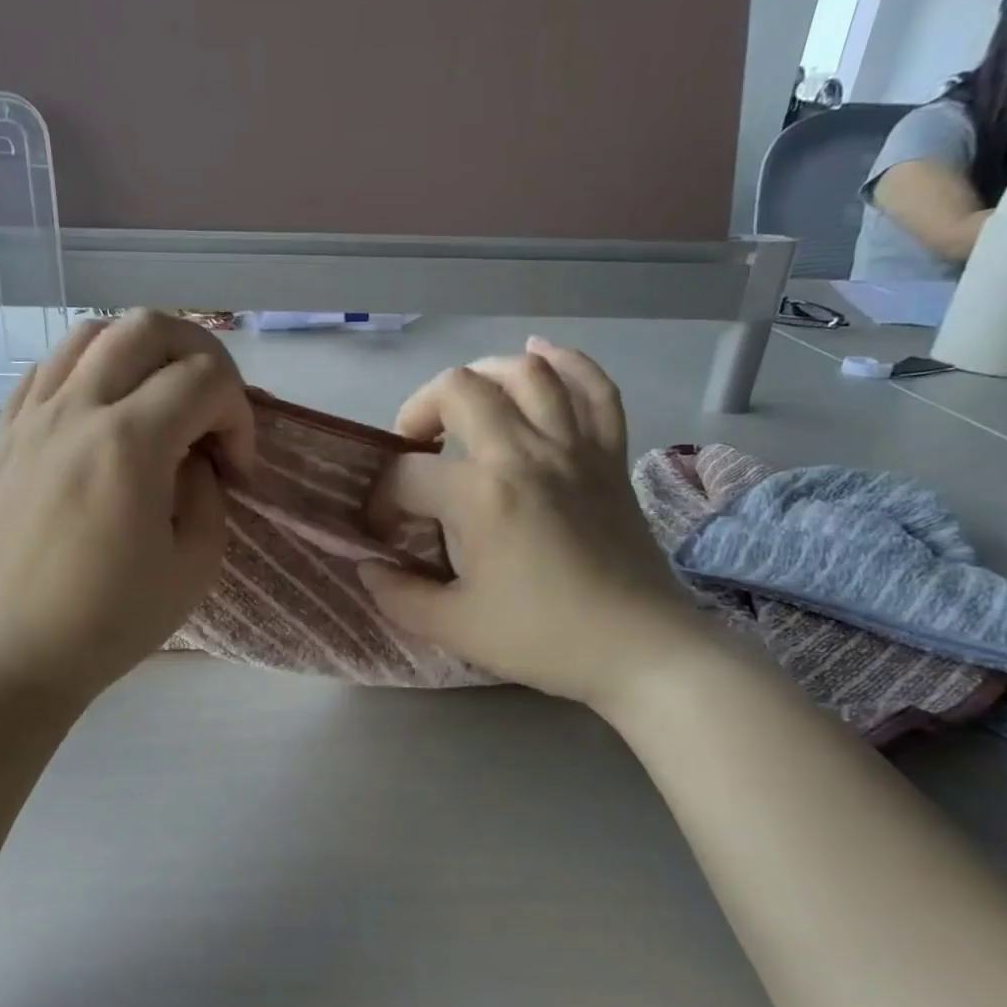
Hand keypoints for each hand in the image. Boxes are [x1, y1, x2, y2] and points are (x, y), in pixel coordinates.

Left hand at [0, 310, 254, 706]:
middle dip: (200, 355)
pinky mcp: (4, 435)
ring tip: (158, 401)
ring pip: (91, 333)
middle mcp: (76, 410)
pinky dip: (89, 372)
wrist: (17, 653)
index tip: (236, 468)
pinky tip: (103, 413)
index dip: (239, 415)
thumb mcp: (196, 563)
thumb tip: (192, 455)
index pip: (206, 378)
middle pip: (149, 326)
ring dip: (142, 353)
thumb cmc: (113, 620)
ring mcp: (31, 417)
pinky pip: (47, 369)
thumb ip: (208, 490)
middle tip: (211, 406)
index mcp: (129, 444)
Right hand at [360, 338, 704, 713]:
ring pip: (525, 373)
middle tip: (414, 451)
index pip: (407, 476)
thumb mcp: (455, 628)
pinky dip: (566, 363)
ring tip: (463, 405)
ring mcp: (574, 447)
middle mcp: (525, 453)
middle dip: (419, 412)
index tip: (385, 533)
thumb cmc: (544, 638)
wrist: (639, 648)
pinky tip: (539, 358)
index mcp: (481, 496)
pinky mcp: (610, 454)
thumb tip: (367, 567)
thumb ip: (399, 595)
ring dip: (482, 376)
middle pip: (458, 389)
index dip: (382, 501)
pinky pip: (594, 388)